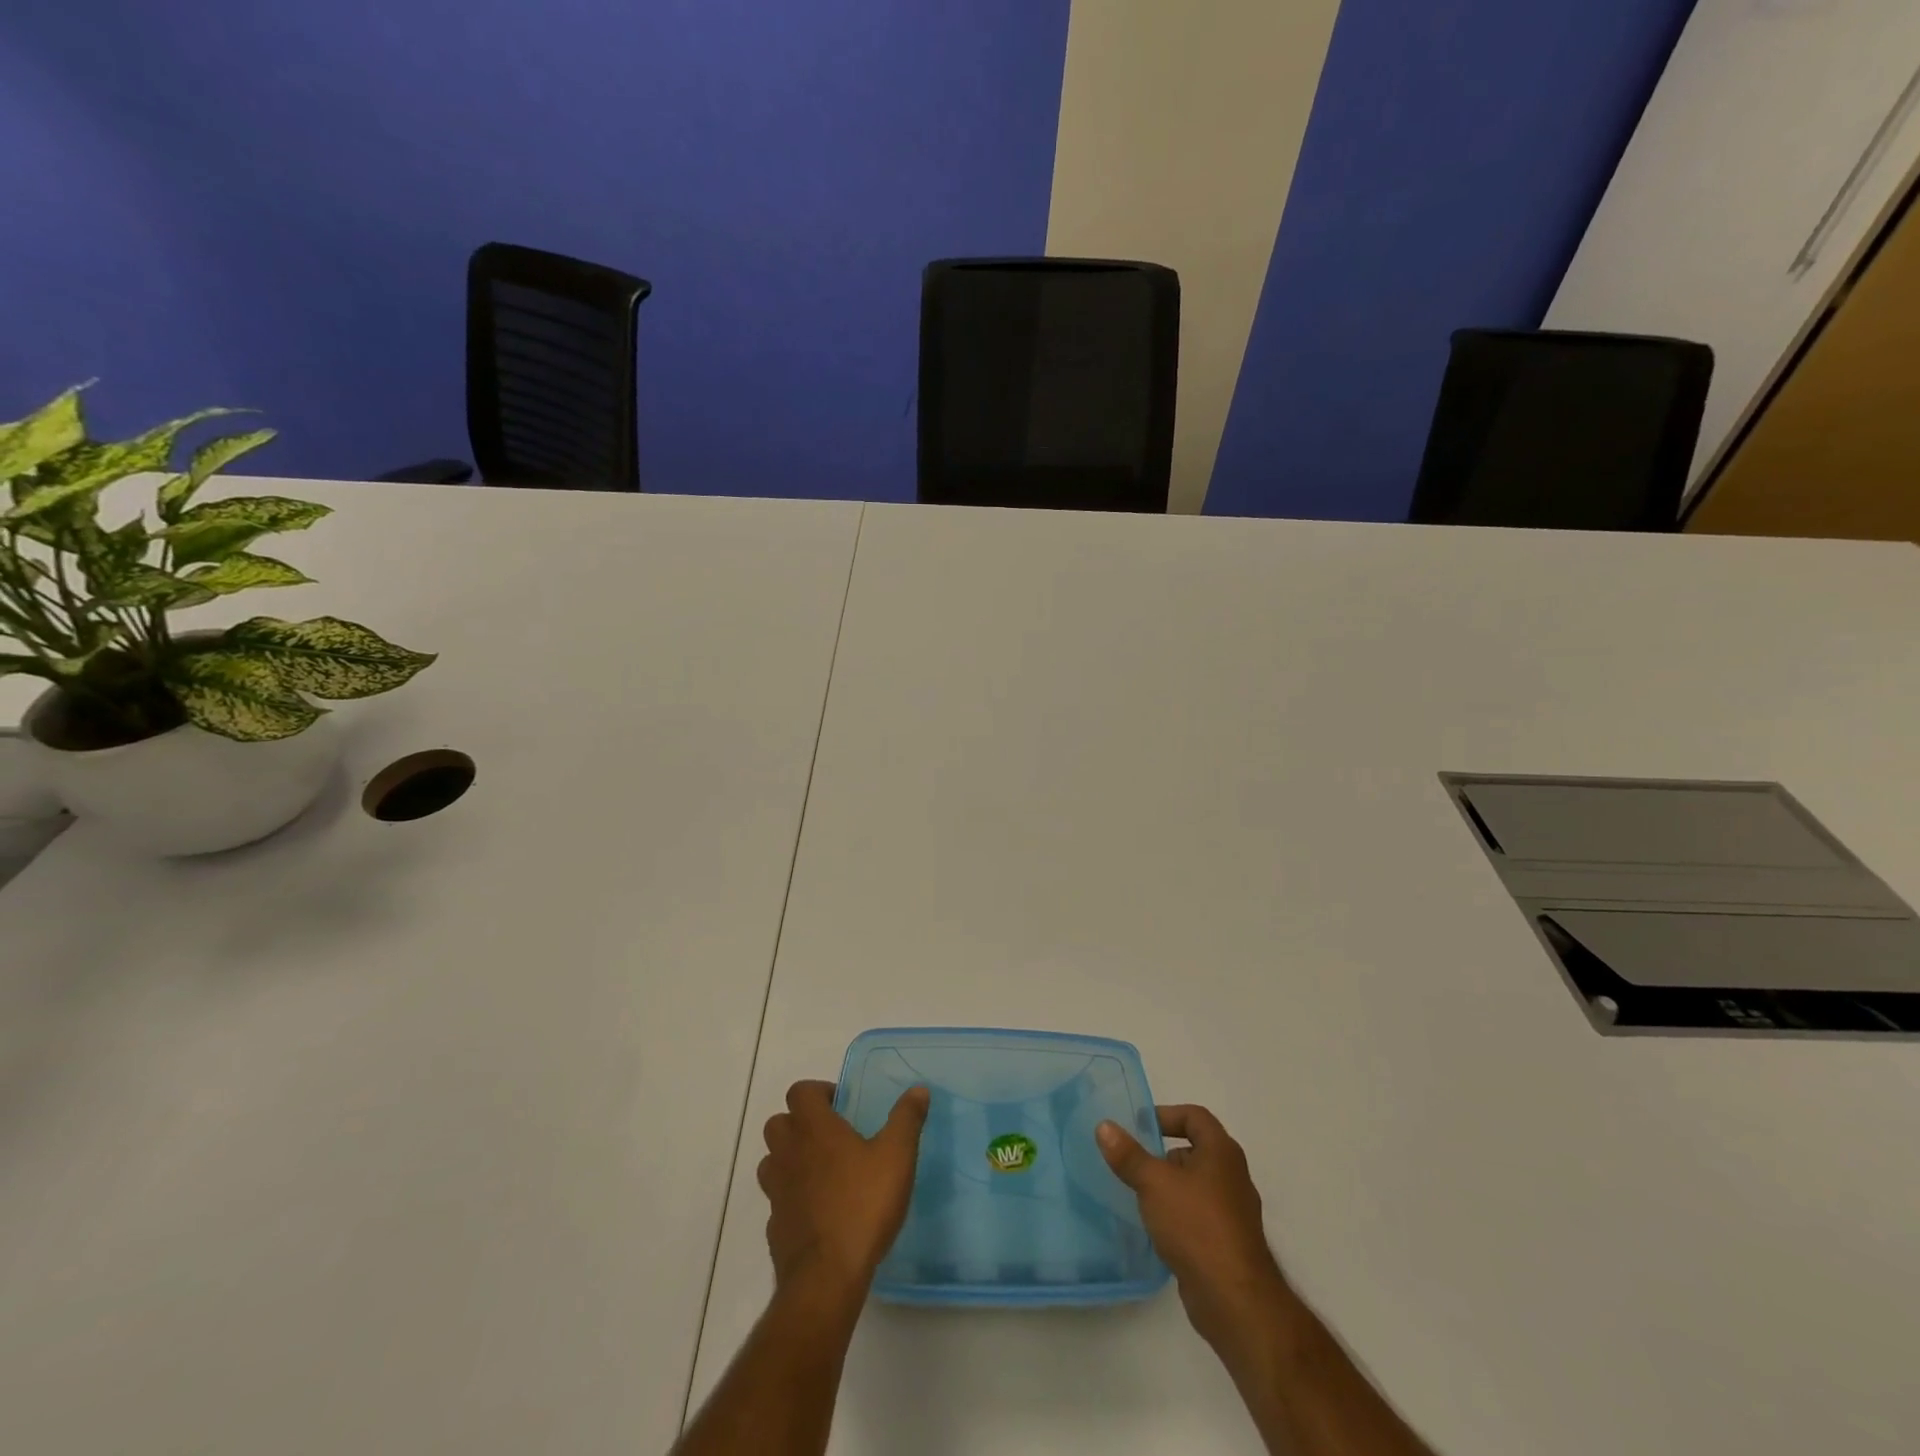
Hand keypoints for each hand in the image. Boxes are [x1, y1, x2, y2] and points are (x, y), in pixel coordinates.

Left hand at [758, 1080, 929, 1299]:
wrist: (827, 1277)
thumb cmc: (863, 1205)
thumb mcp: (896, 1156)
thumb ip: (906, 1119)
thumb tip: (918, 1089)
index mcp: (814, 1129)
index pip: (800, 1092)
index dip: (818, 1092)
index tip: (841, 1105)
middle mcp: (789, 1153)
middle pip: (779, 1123)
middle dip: (799, 1123)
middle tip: (830, 1135)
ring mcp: (777, 1191)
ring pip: (772, 1161)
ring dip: (790, 1158)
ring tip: (822, 1170)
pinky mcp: (774, 1226)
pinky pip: (778, 1199)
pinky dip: (792, 1197)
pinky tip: (818, 1211)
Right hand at [1098, 1105, 1292, 1354]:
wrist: (1233, 1299)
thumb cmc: (1196, 1225)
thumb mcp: (1154, 1183)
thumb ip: (1128, 1155)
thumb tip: (1105, 1126)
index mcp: (1222, 1152)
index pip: (1195, 1116)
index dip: (1166, 1114)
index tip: (1138, 1126)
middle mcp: (1232, 1176)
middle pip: (1195, 1150)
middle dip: (1163, 1154)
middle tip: (1133, 1161)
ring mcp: (1233, 1212)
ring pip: (1196, 1185)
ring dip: (1169, 1186)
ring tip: (1139, 1194)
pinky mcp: (1228, 1242)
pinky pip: (1199, 1214)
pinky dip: (1178, 1213)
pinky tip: (1157, 1227)